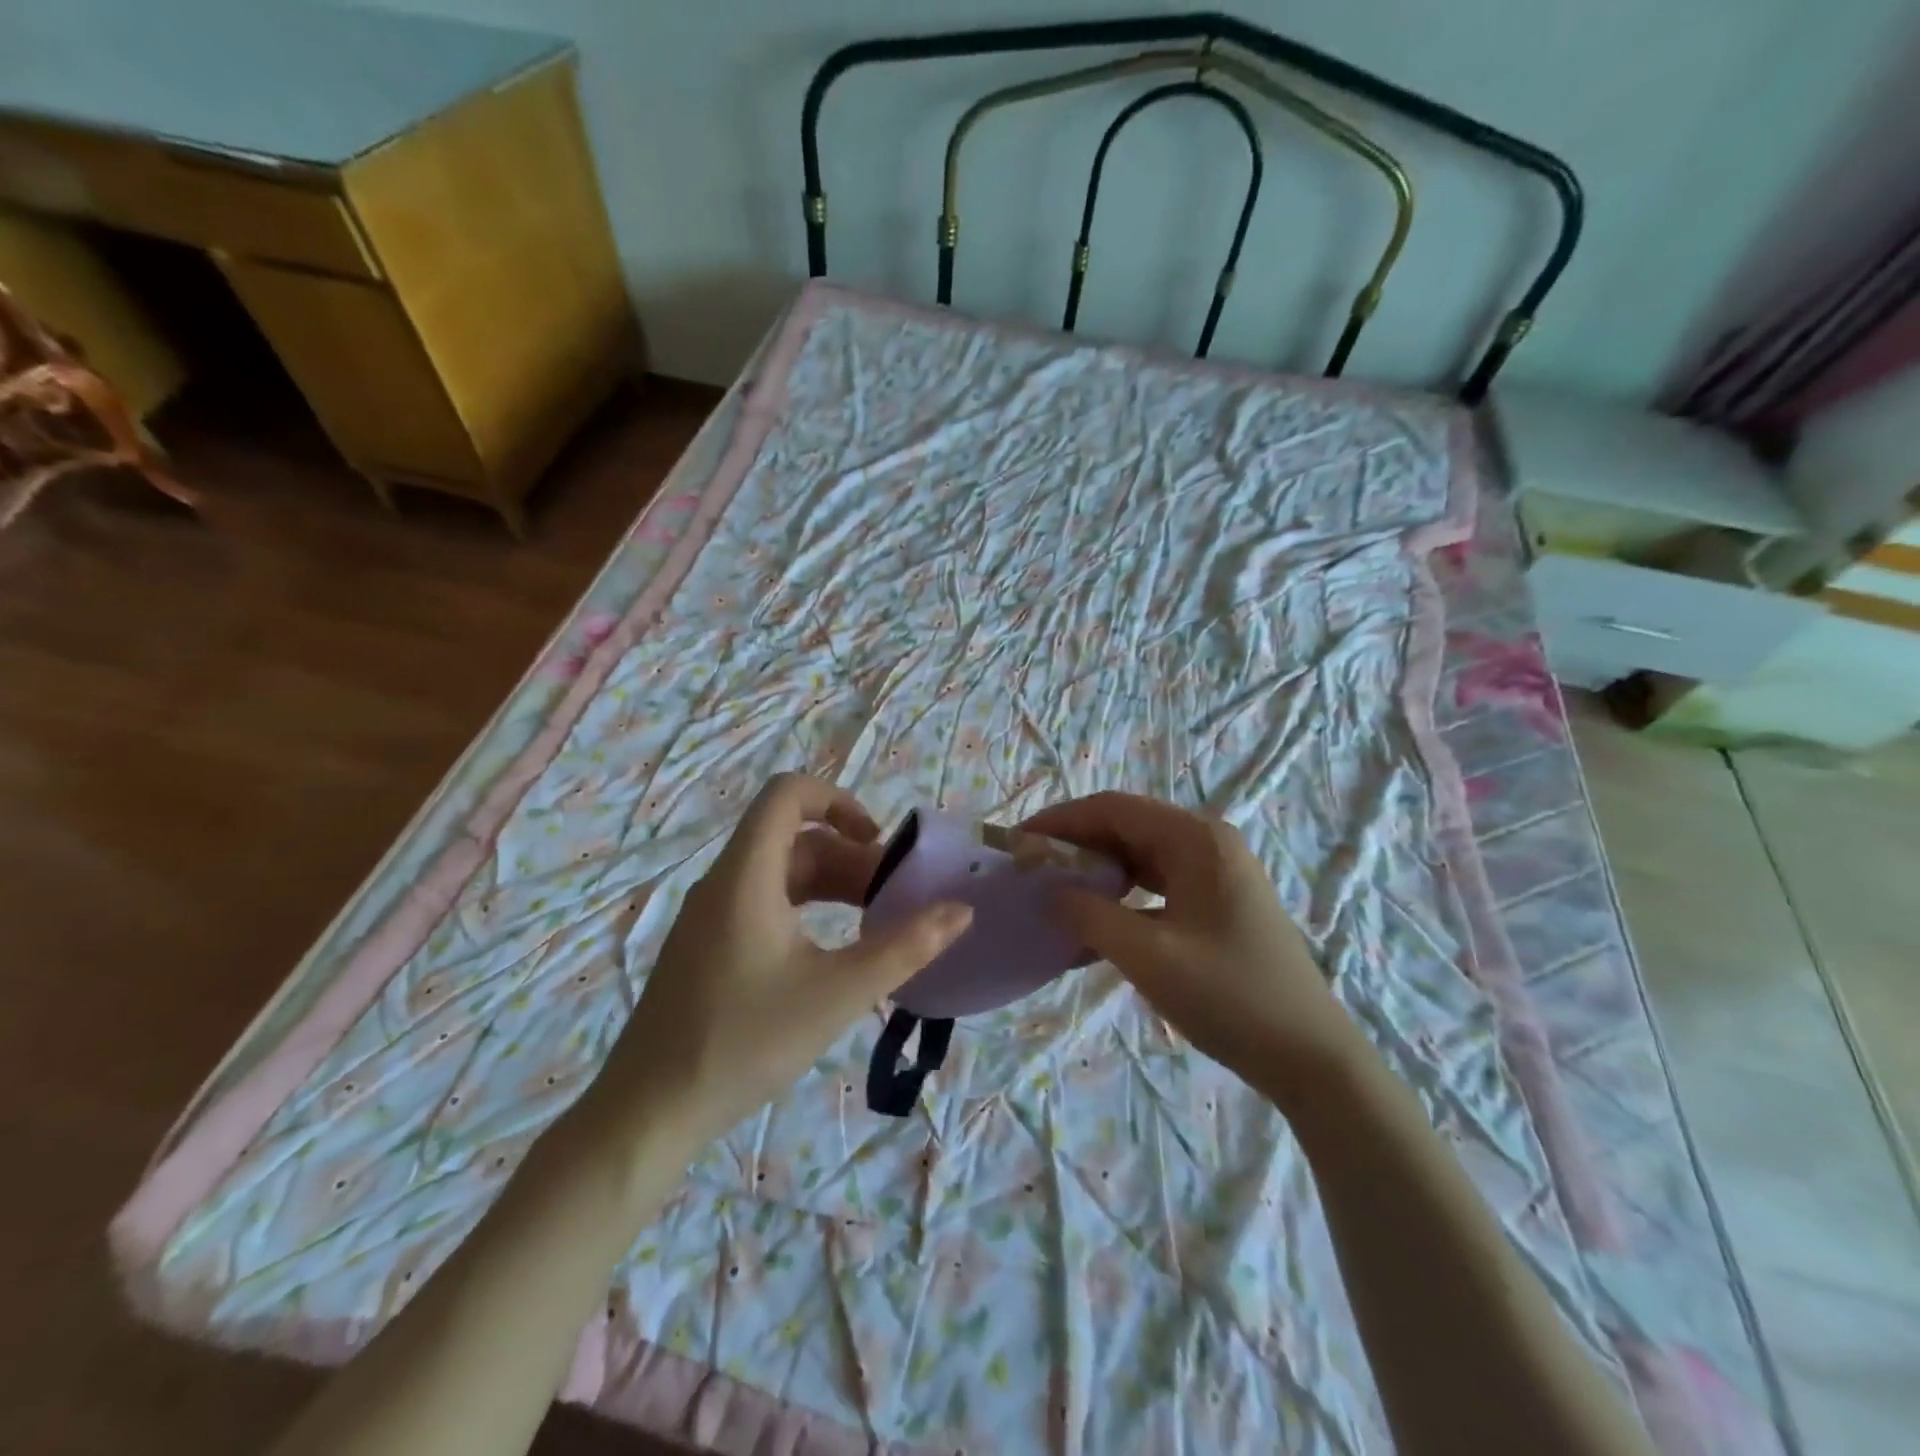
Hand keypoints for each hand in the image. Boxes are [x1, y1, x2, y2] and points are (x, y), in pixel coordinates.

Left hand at [598, 774, 971, 1143]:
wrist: (649, 1111)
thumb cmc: (745, 1041)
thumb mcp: (838, 993)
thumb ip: (905, 948)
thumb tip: (961, 911)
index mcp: (746, 875)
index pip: (787, 794)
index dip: (837, 800)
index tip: (877, 841)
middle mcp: (724, 882)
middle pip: (792, 838)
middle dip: (849, 856)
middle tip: (894, 897)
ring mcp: (710, 915)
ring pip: (780, 873)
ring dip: (830, 885)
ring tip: (874, 921)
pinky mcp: (706, 946)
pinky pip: (763, 903)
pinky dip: (804, 908)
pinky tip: (831, 950)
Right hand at [1021, 792, 1353, 1096]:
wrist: (1310, 1057)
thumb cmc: (1230, 996)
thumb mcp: (1148, 955)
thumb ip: (1089, 916)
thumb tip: (1047, 892)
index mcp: (1196, 839)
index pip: (1113, 808)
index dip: (1061, 820)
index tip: (1018, 843)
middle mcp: (1207, 843)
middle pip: (1126, 827)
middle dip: (1075, 845)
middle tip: (1030, 871)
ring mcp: (1215, 874)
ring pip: (1139, 857)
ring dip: (1096, 872)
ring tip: (1054, 895)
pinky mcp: (1216, 904)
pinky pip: (1156, 887)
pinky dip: (1121, 899)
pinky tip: (1093, 926)